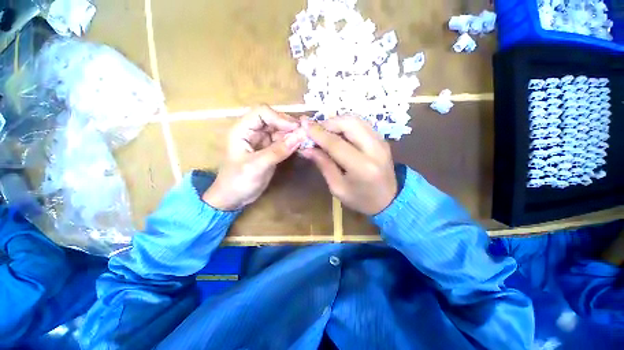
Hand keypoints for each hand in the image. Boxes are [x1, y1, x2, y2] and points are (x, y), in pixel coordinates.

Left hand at [203, 106, 305, 210]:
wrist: (234, 198)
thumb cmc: (238, 181)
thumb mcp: (257, 166)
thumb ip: (278, 151)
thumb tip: (301, 136)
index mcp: (242, 130)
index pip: (262, 112)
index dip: (279, 117)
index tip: (296, 128)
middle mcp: (252, 131)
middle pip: (273, 119)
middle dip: (289, 125)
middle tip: (305, 134)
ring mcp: (262, 141)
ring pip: (280, 130)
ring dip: (292, 134)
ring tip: (305, 140)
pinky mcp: (269, 150)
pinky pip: (282, 141)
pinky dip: (292, 142)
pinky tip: (300, 146)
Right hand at [300, 115, 397, 215]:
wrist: (390, 200)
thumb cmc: (360, 199)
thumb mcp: (337, 187)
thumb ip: (323, 165)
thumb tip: (306, 148)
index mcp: (362, 167)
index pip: (336, 143)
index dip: (318, 133)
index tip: (303, 125)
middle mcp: (374, 149)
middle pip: (349, 123)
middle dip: (328, 123)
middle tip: (315, 130)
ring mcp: (381, 142)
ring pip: (356, 119)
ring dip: (337, 121)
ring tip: (325, 132)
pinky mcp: (382, 139)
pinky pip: (362, 123)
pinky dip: (346, 124)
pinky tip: (338, 133)